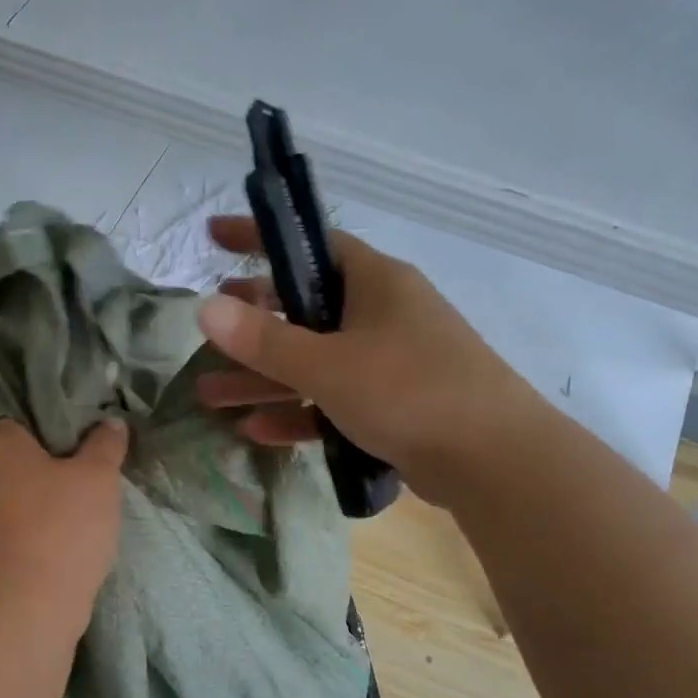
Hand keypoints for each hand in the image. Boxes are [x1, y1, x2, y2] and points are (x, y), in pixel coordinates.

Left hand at [0, 418, 127, 626]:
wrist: (33, 601)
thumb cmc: (64, 524)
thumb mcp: (98, 476)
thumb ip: (106, 444)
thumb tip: (111, 421)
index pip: (22, 416)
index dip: (55, 419)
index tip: (86, 428)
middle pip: (22, 453)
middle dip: (56, 456)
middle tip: (94, 460)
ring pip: (22, 487)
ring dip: (50, 490)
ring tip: (89, 493)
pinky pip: (20, 516)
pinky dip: (42, 517)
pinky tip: (72, 525)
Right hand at [194, 216, 544, 508]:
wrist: (492, 460)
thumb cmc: (409, 392)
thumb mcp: (328, 364)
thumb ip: (264, 340)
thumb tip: (205, 307)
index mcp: (375, 282)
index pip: (309, 244)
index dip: (259, 238)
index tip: (214, 237)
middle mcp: (383, 314)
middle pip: (305, 309)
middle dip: (254, 325)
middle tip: (212, 330)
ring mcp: (389, 363)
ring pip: (314, 363)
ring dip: (265, 379)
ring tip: (211, 394)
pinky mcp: (393, 407)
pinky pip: (334, 401)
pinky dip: (298, 412)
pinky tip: (257, 430)